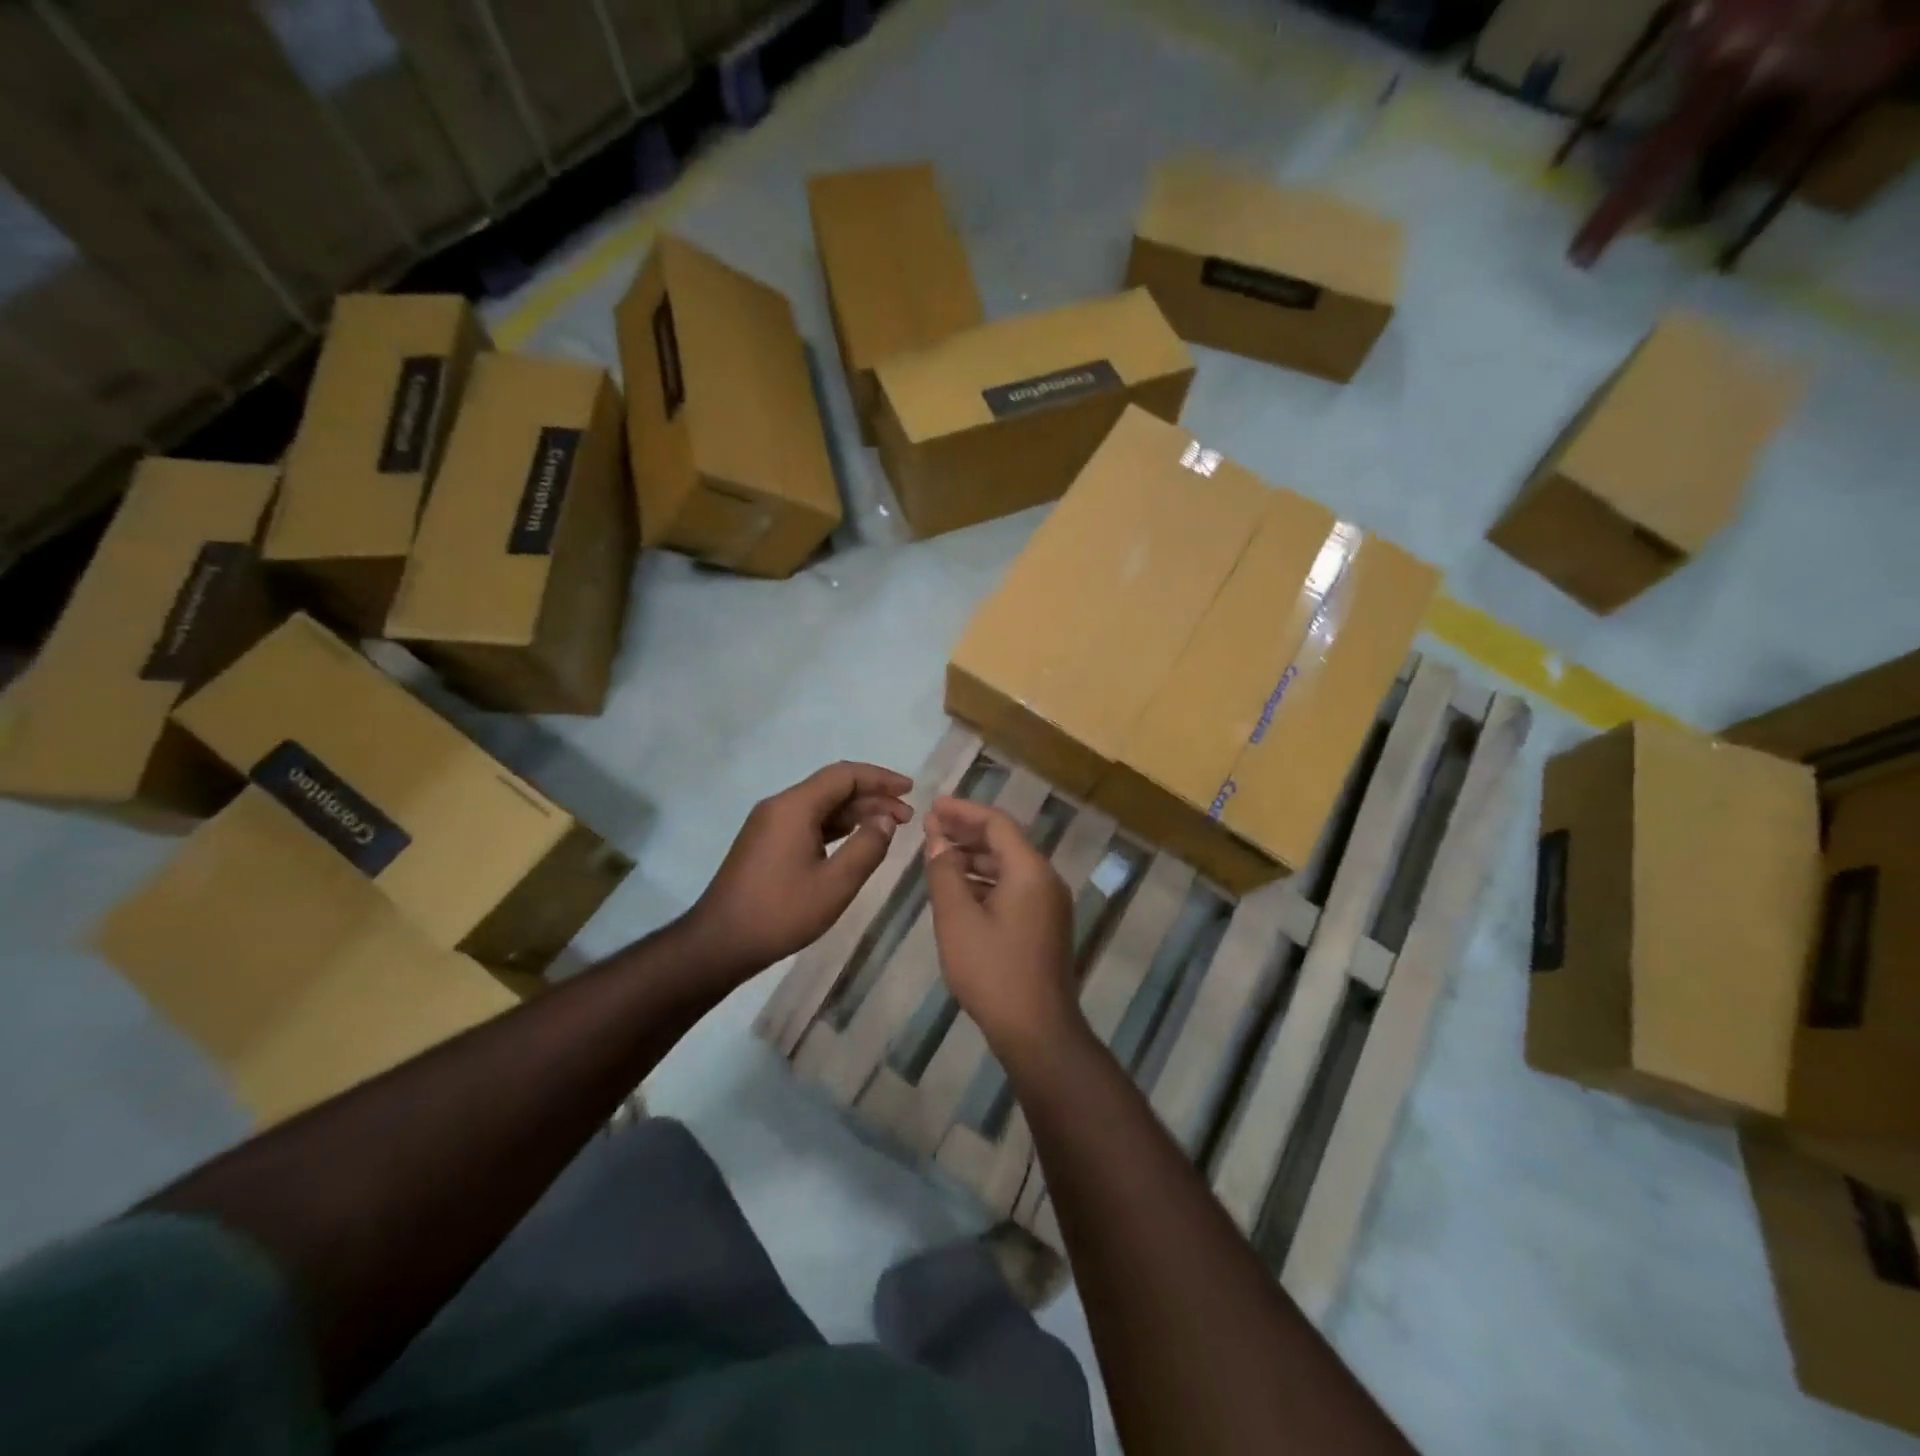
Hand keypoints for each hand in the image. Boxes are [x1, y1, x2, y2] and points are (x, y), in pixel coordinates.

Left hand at [682, 762, 912, 979]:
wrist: (719, 943)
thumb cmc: (780, 913)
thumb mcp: (835, 884)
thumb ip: (867, 847)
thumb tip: (886, 819)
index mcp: (794, 807)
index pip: (844, 775)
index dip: (880, 778)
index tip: (910, 790)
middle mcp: (780, 806)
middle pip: (832, 787)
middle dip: (872, 796)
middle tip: (907, 816)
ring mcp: (770, 824)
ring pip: (821, 805)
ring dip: (856, 812)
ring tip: (890, 827)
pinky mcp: (766, 843)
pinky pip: (808, 821)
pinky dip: (837, 826)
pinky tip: (856, 839)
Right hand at [923, 796, 1081, 1058]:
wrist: (1037, 1030)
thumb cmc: (993, 971)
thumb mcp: (957, 919)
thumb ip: (944, 873)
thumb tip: (937, 839)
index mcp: (1029, 870)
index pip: (996, 823)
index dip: (962, 811)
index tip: (932, 806)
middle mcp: (1045, 880)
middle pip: (1004, 842)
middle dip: (966, 832)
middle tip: (930, 827)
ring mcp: (1048, 904)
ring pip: (1008, 866)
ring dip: (974, 857)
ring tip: (938, 855)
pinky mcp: (1044, 925)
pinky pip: (1013, 888)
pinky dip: (985, 881)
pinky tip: (959, 889)